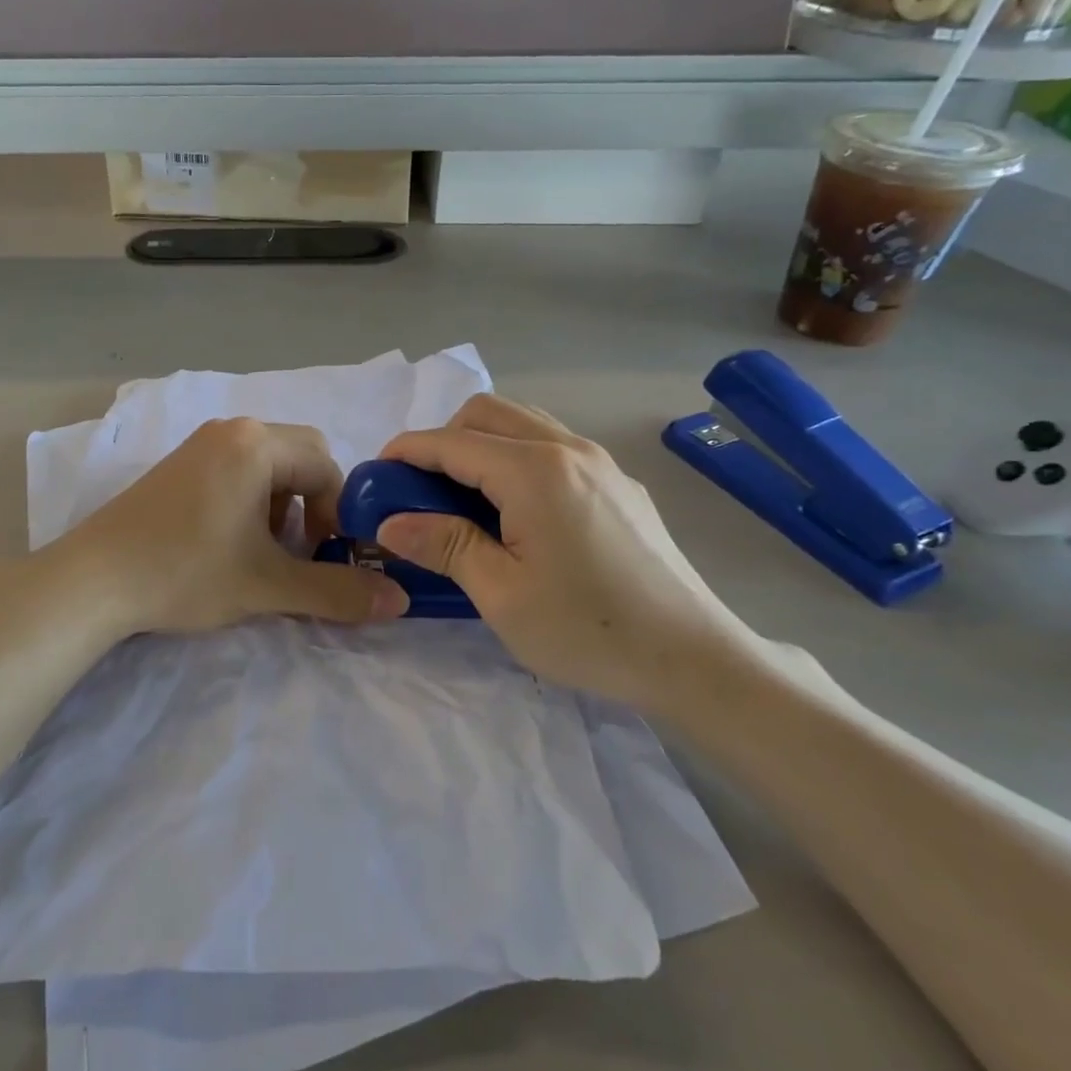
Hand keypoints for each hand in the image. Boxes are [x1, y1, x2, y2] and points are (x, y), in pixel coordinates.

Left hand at [58, 417, 408, 635]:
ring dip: (282, 505)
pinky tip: (229, 542)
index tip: (326, 557)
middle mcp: (232, 430)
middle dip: (312, 506)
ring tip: (263, 551)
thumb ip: (338, 591)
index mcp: (257, 443)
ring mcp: (200, 444)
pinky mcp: (178, 464)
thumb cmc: (186, 572)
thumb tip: (401, 601)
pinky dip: (251, 501)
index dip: (339, 514)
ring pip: (268, 465)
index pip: (327, 467)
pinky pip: (236, 470)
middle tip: (299, 550)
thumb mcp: (269, 586)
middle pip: (300, 458)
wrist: (91, 580)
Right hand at [375, 396, 760, 715]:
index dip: (406, 451)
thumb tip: (390, 522)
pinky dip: (517, 458)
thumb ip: (444, 545)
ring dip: (482, 444)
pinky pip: (554, 447)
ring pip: (524, 423)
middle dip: (444, 439)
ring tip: (465, 497)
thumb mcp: (501, 594)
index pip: (452, 442)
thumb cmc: (588, 630)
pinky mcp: (620, 483)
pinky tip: (518, 511)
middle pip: (487, 413)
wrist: (694, 658)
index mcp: (534, 471)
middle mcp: (568, 449)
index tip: (376, 473)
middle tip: (422, 488)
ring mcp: (601, 462)